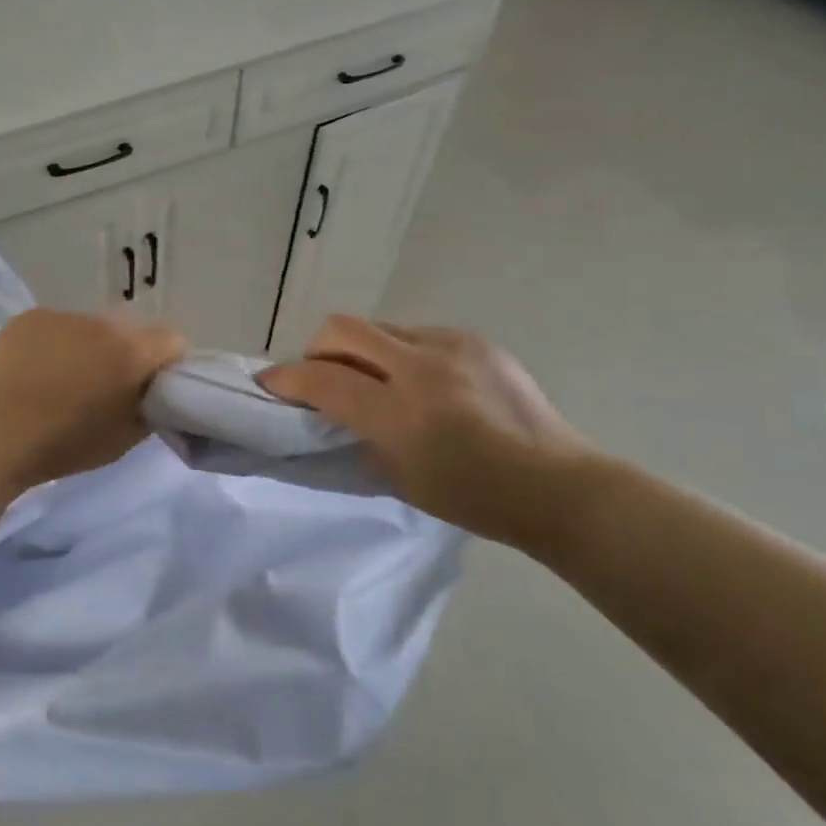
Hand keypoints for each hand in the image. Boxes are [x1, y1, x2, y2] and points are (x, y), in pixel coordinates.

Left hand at [0, 310, 185, 488]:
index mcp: (131, 352)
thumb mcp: (124, 439)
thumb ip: (150, 409)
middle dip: (127, 353)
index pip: (172, 340)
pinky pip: (56, 326)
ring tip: (63, 380)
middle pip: (130, 331)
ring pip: (91, 327)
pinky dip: (55, 343)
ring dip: (89, 346)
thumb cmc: (64, 444)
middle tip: (107, 386)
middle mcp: (102, 323)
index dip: (167, 363)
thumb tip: (154, 393)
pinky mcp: (30, 317)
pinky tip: (35, 371)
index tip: (152, 387)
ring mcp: (62, 316)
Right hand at [259, 316, 591, 553]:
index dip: (286, 379)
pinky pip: (417, 335)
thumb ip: (357, 434)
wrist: (556, 485)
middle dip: (318, 349)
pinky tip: (425, 384)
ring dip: (363, 352)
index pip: (323, 380)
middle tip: (323, 376)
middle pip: (342, 329)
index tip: (270, 382)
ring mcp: (451, 346)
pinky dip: (403, 354)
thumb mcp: (399, 477)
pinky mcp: (474, 339)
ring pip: (379, 328)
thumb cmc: (473, 497)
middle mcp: (420, 368)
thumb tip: (330, 408)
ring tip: (380, 383)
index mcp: (400, 413)